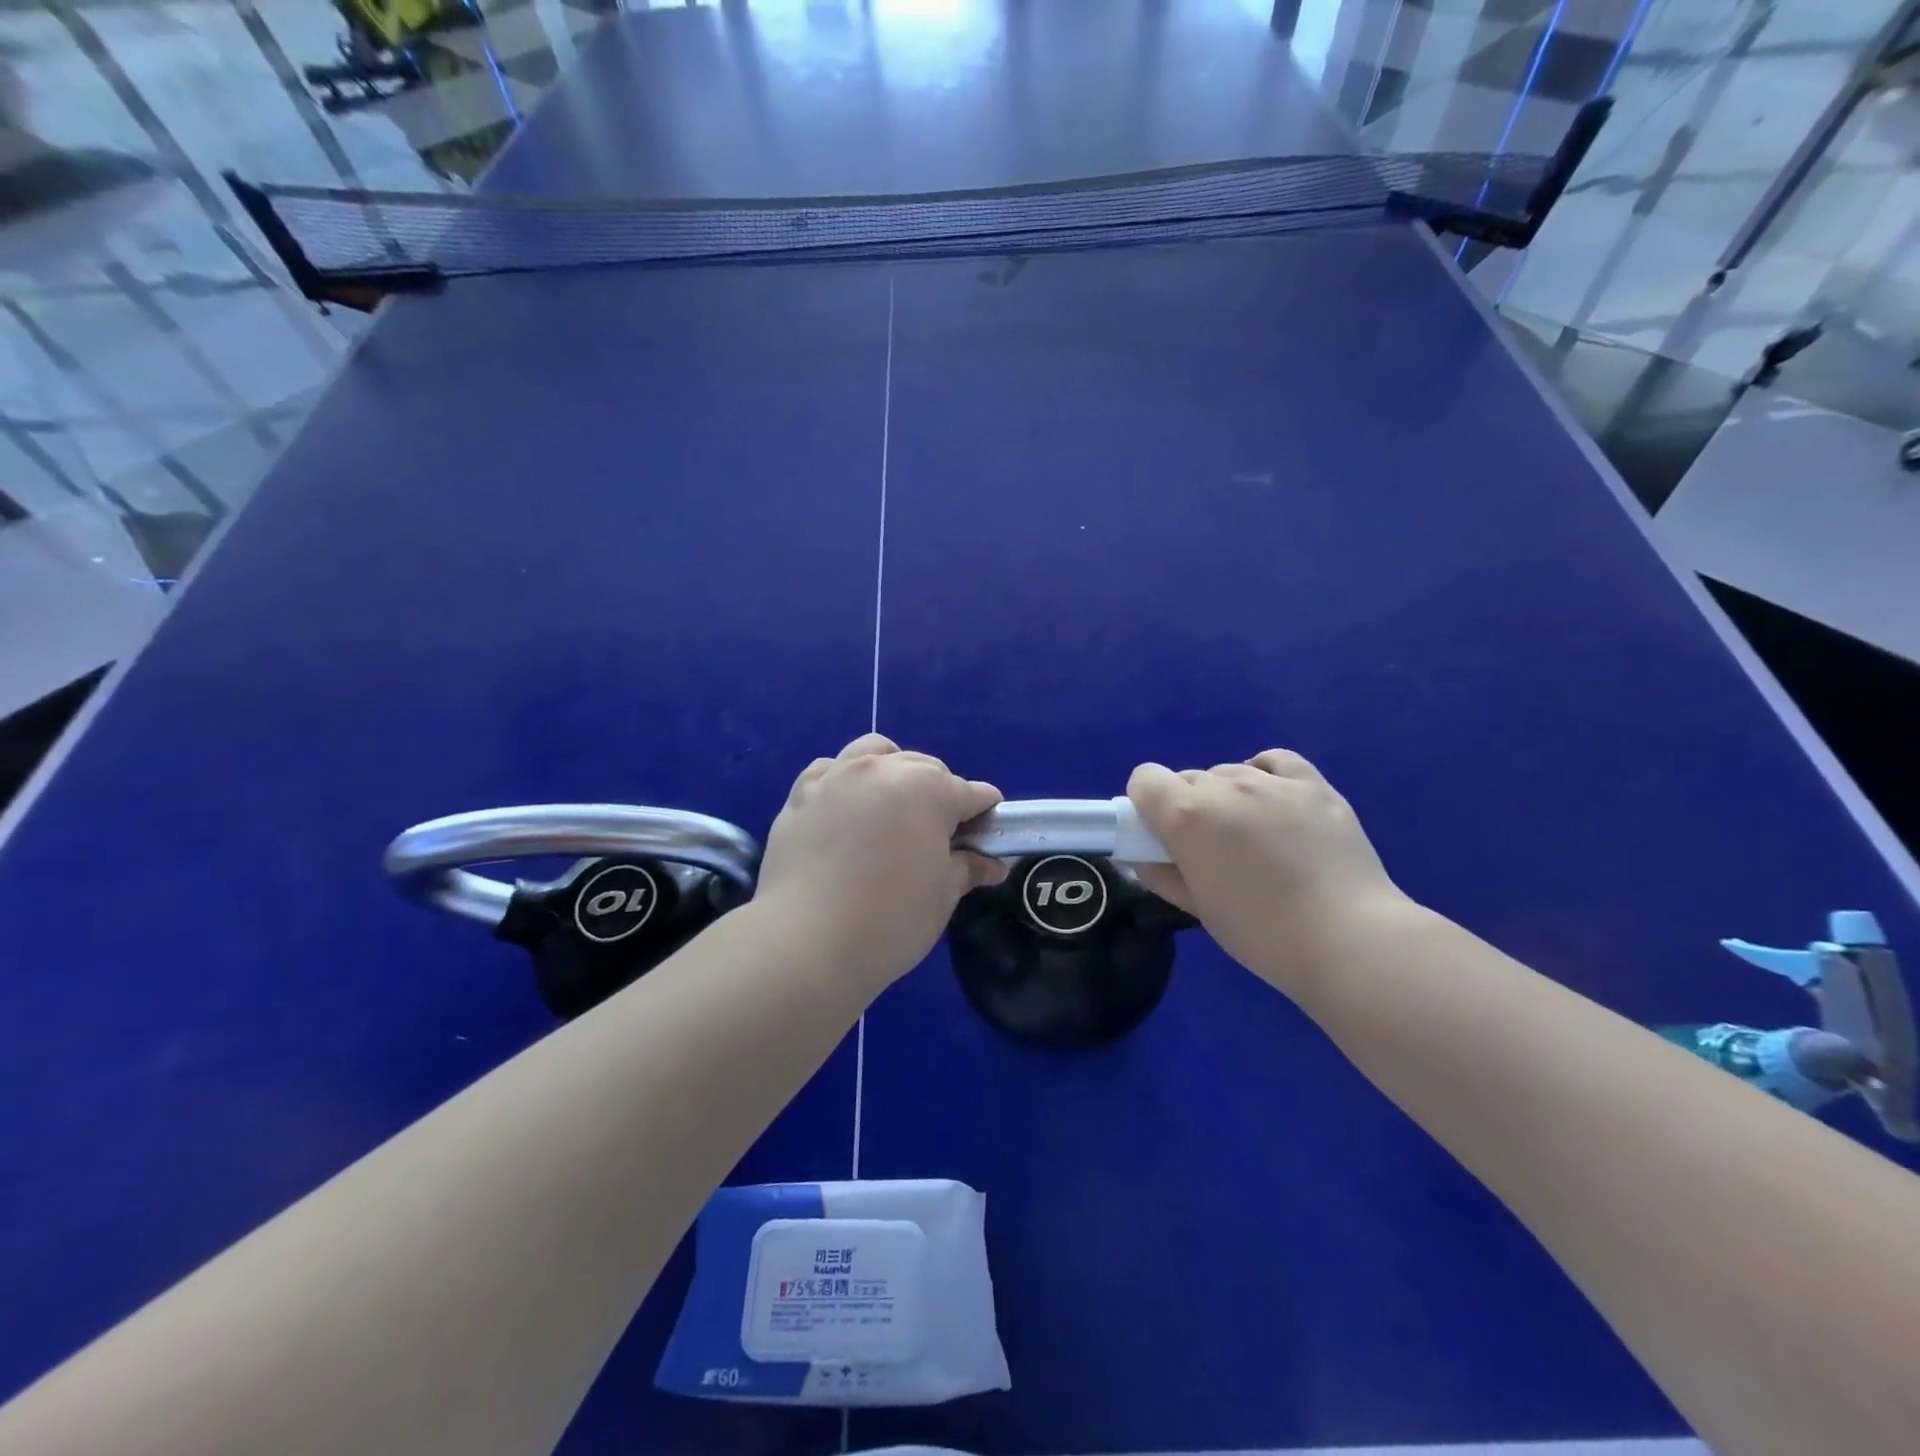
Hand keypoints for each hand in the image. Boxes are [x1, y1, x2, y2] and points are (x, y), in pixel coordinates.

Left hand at [756, 734, 1007, 987]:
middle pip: (924, 768)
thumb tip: (992, 864)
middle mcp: (884, 769)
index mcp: (930, 789)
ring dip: (892, 771)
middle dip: (939, 794)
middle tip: (938, 836)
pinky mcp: (801, 793)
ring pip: (875, 753)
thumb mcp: (943, 896)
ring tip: (891, 808)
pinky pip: (830, 769)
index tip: (985, 837)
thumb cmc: (891, 920)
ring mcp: (839, 776)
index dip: (984, 814)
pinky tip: (846, 809)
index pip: (971, 792)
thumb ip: (968, 868)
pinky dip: (845, 779)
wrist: (808, 942)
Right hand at [1127, 750, 1408, 997]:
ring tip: (1253, 836)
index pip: (1145, 779)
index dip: (1147, 804)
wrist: (1347, 939)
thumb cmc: (1260, 932)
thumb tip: (1142, 857)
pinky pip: (1275, 762)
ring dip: (1227, 797)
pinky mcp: (1313, 786)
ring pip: (1229, 772)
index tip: (1161, 835)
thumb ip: (1162, 874)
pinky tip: (1273, 803)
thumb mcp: (1198, 908)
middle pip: (1188, 778)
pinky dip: (1264, 774)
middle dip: (1188, 806)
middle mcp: (1224, 786)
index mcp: (1186, 814)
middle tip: (1211, 849)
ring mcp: (1272, 782)